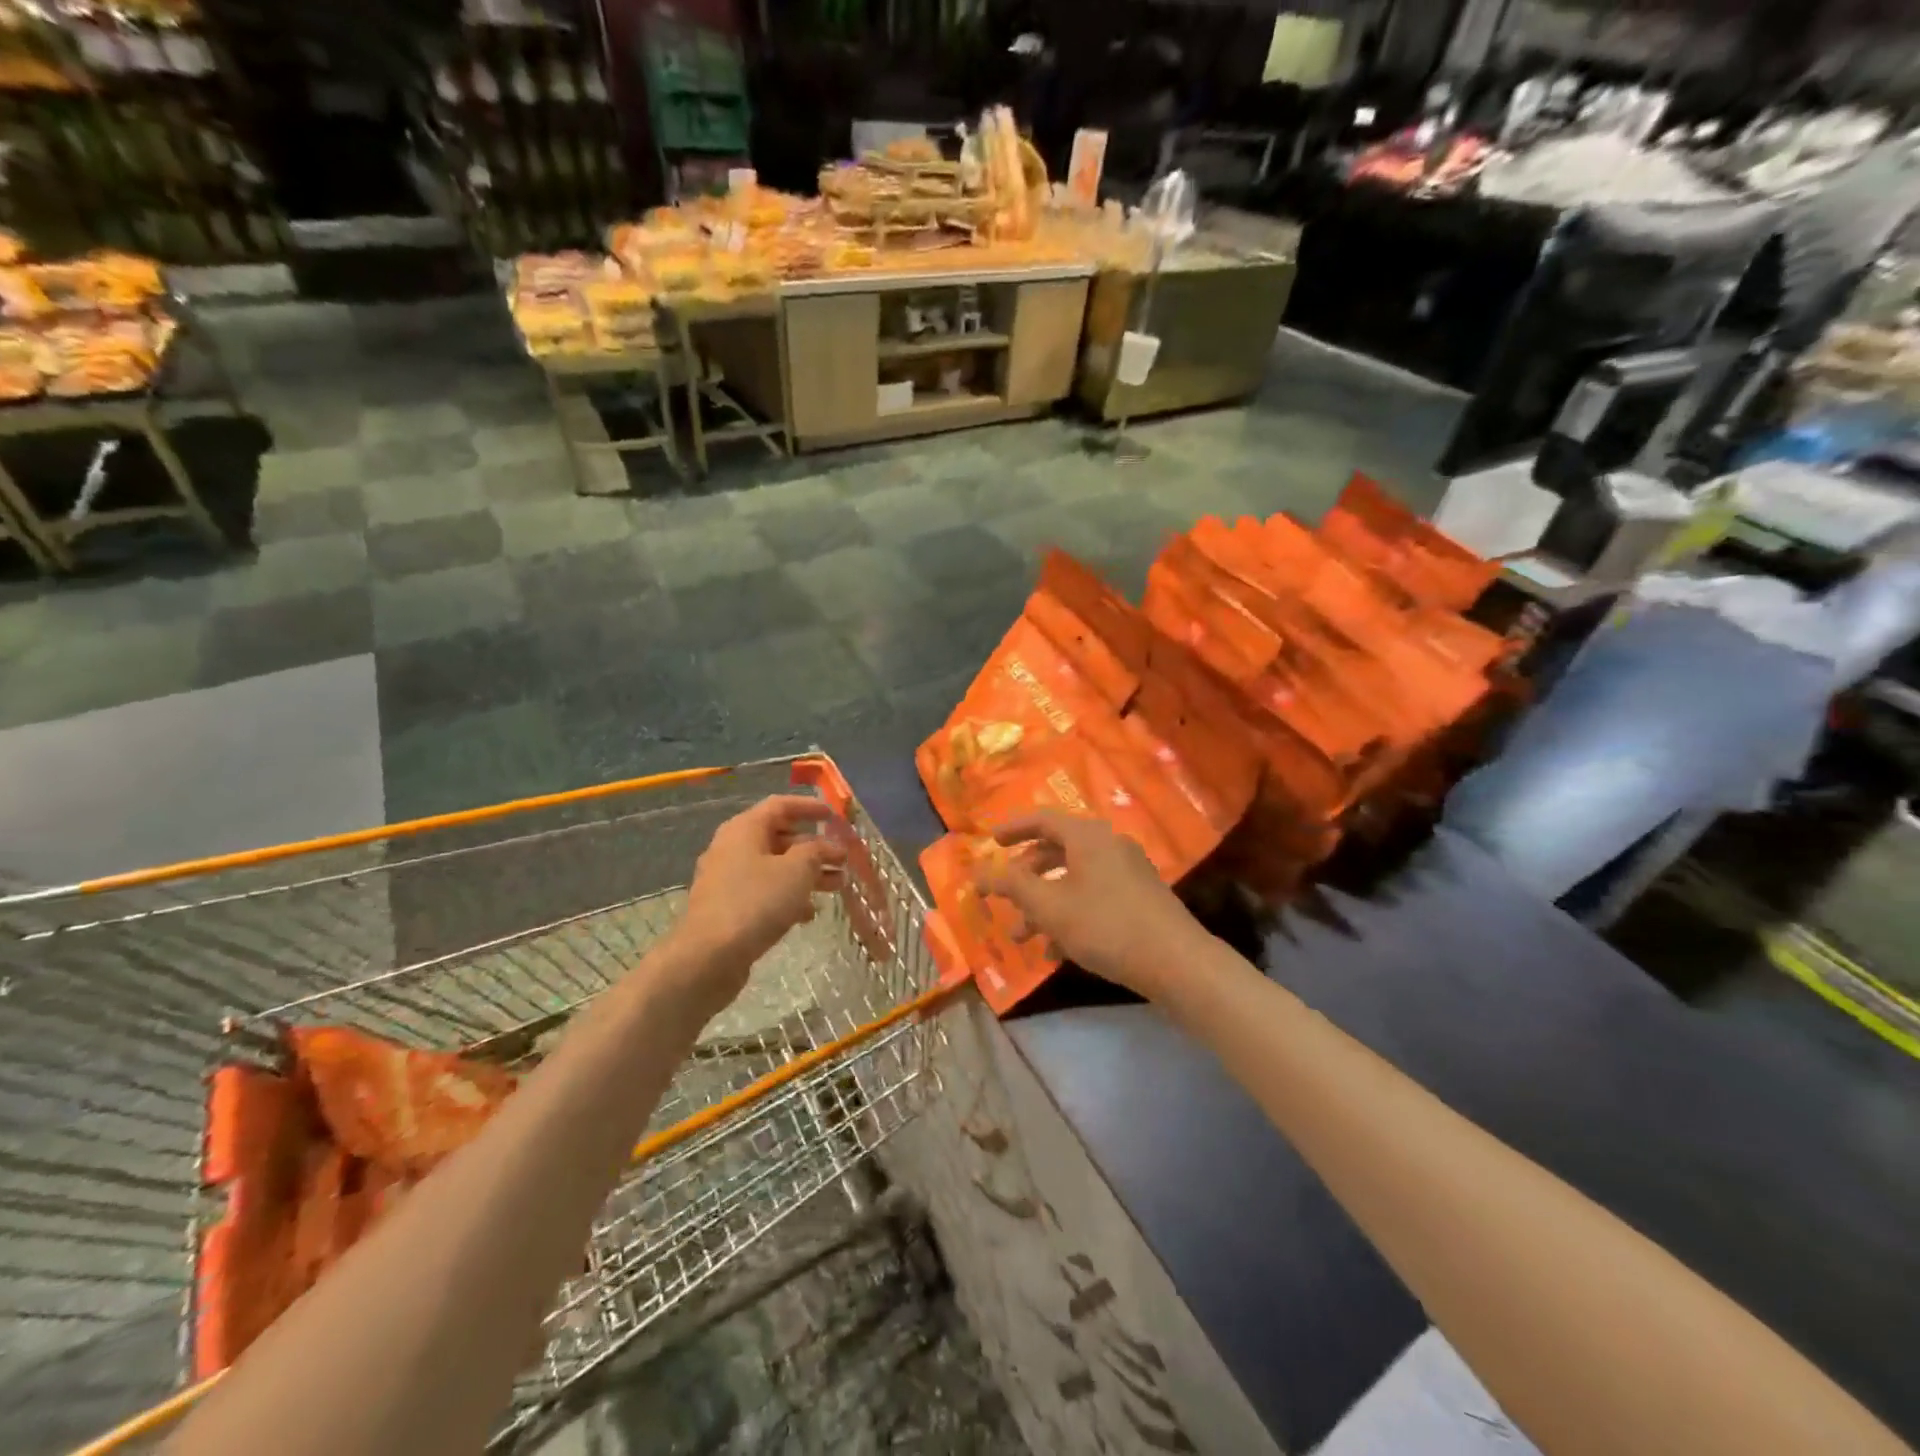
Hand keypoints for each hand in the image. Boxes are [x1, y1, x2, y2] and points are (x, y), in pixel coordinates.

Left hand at [672, 796, 846, 1013]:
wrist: (709, 957)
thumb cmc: (756, 902)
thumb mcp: (797, 870)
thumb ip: (816, 851)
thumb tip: (825, 846)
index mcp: (744, 829)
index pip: (781, 806)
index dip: (810, 807)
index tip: (835, 816)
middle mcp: (732, 848)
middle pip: (779, 838)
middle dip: (814, 848)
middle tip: (843, 859)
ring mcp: (727, 880)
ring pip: (774, 868)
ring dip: (807, 874)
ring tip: (837, 886)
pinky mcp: (728, 908)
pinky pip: (764, 892)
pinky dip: (788, 897)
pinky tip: (808, 914)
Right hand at [976, 811, 1199, 999]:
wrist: (1176, 962)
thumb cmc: (1106, 926)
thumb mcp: (1050, 907)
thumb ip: (1011, 886)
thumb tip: (976, 871)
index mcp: (1088, 836)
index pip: (1043, 819)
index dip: (1013, 828)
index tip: (990, 841)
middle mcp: (1109, 845)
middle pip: (1057, 850)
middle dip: (1025, 877)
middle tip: (1004, 895)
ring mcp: (1128, 871)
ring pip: (1074, 879)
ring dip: (1044, 903)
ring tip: (1023, 936)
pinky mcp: (1139, 898)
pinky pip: (1094, 896)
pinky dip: (1070, 915)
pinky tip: (1056, 951)